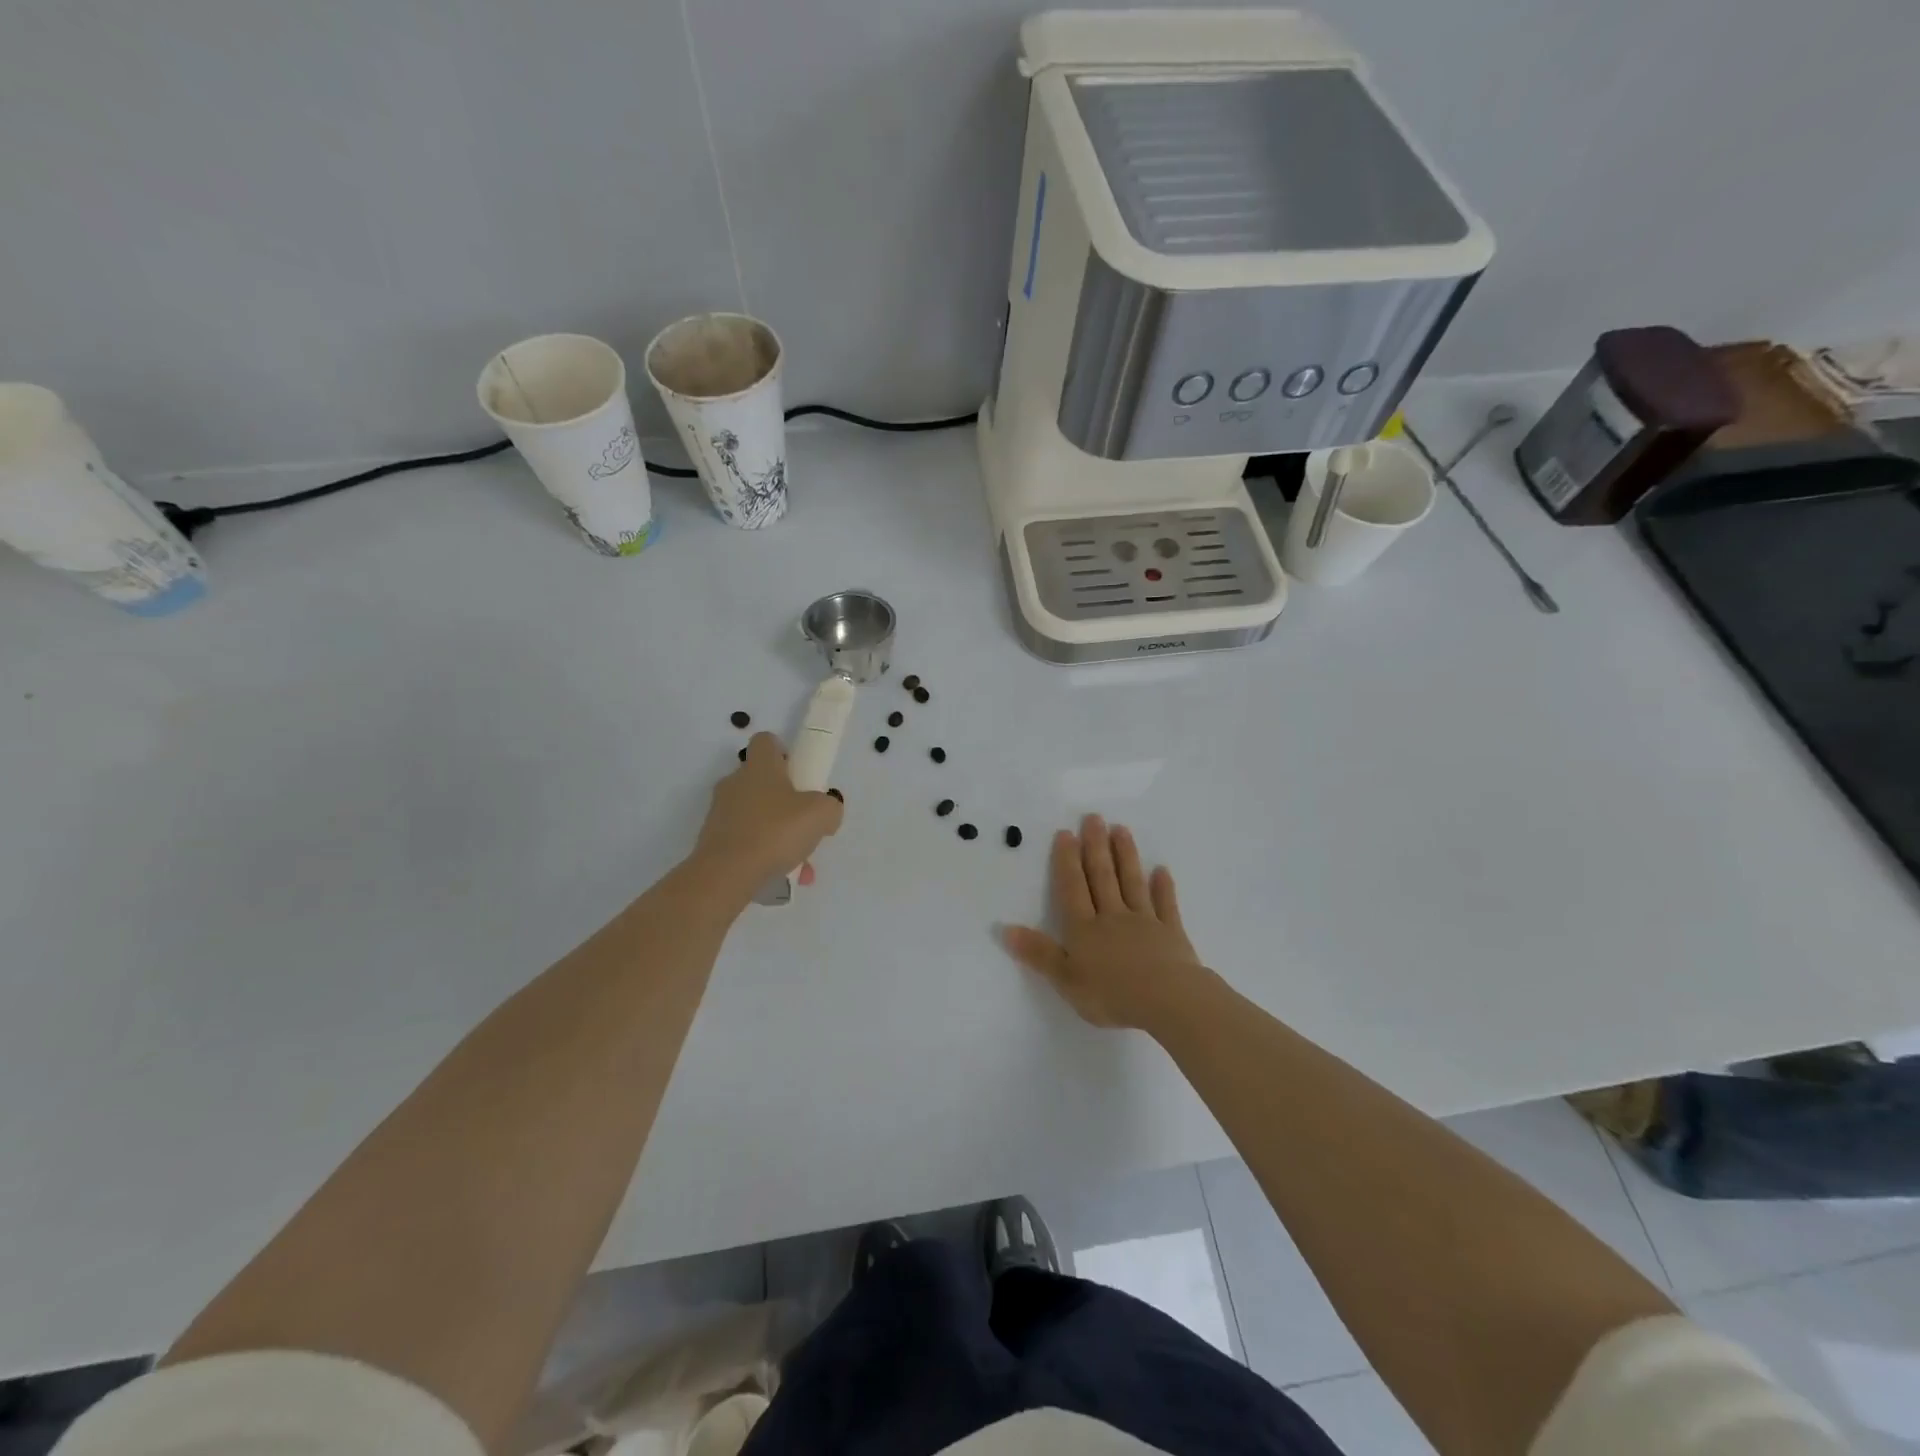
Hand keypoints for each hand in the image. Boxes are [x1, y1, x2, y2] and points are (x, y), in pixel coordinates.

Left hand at [688, 733, 842, 902]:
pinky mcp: (712, 840)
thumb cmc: (776, 831)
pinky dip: (764, 854)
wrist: (726, 874)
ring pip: (757, 815)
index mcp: (760, 767)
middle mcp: (735, 783)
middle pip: (762, 781)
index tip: (799, 773)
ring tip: (799, 863)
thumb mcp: (821, 814)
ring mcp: (720, 812)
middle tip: (805, 824)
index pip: (766, 741)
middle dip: (786, 801)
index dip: (784, 751)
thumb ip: (830, 806)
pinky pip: (746, 841)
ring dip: (779, 834)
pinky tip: (782, 875)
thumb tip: (825, 811)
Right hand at [1002, 814, 1211, 1031]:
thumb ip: (1038, 953)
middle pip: (1102, 877)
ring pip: (1132, 883)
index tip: (1066, 833)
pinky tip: (1162, 870)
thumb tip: (1005, 929)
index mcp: (1084, 929)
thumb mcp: (1066, 980)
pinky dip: (1163, 887)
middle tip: (1094, 818)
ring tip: (1121, 830)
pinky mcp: (1171, 933)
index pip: (1072, 888)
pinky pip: (1166, 905)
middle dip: (1096, 847)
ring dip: (1126, 856)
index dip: (1067, 861)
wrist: (1168, 1000)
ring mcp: (1144, 922)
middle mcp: (1112, 917)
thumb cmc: (1112, 994)